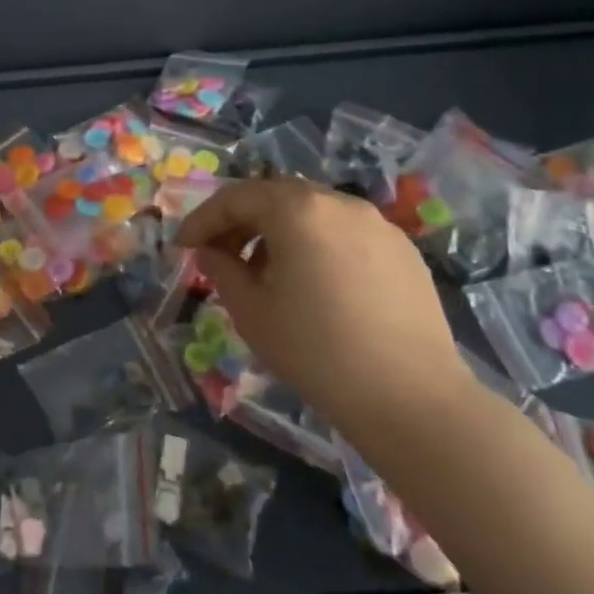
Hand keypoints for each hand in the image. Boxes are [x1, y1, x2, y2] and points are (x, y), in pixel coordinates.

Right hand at [175, 179, 467, 430]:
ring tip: (266, 272)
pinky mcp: (403, 251)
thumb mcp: (250, 310)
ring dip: (279, 231)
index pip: (236, 197)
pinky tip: (314, 284)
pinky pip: (345, 233)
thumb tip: (211, 251)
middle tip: (219, 253)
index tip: (183, 246)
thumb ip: (221, 269)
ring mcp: (377, 224)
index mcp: (297, 209)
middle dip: (241, 221)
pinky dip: (316, 244)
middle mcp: (339, 203)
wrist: (410, 397)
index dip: (203, 219)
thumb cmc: (315, 350)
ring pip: (312, 212)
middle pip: (275, 196)